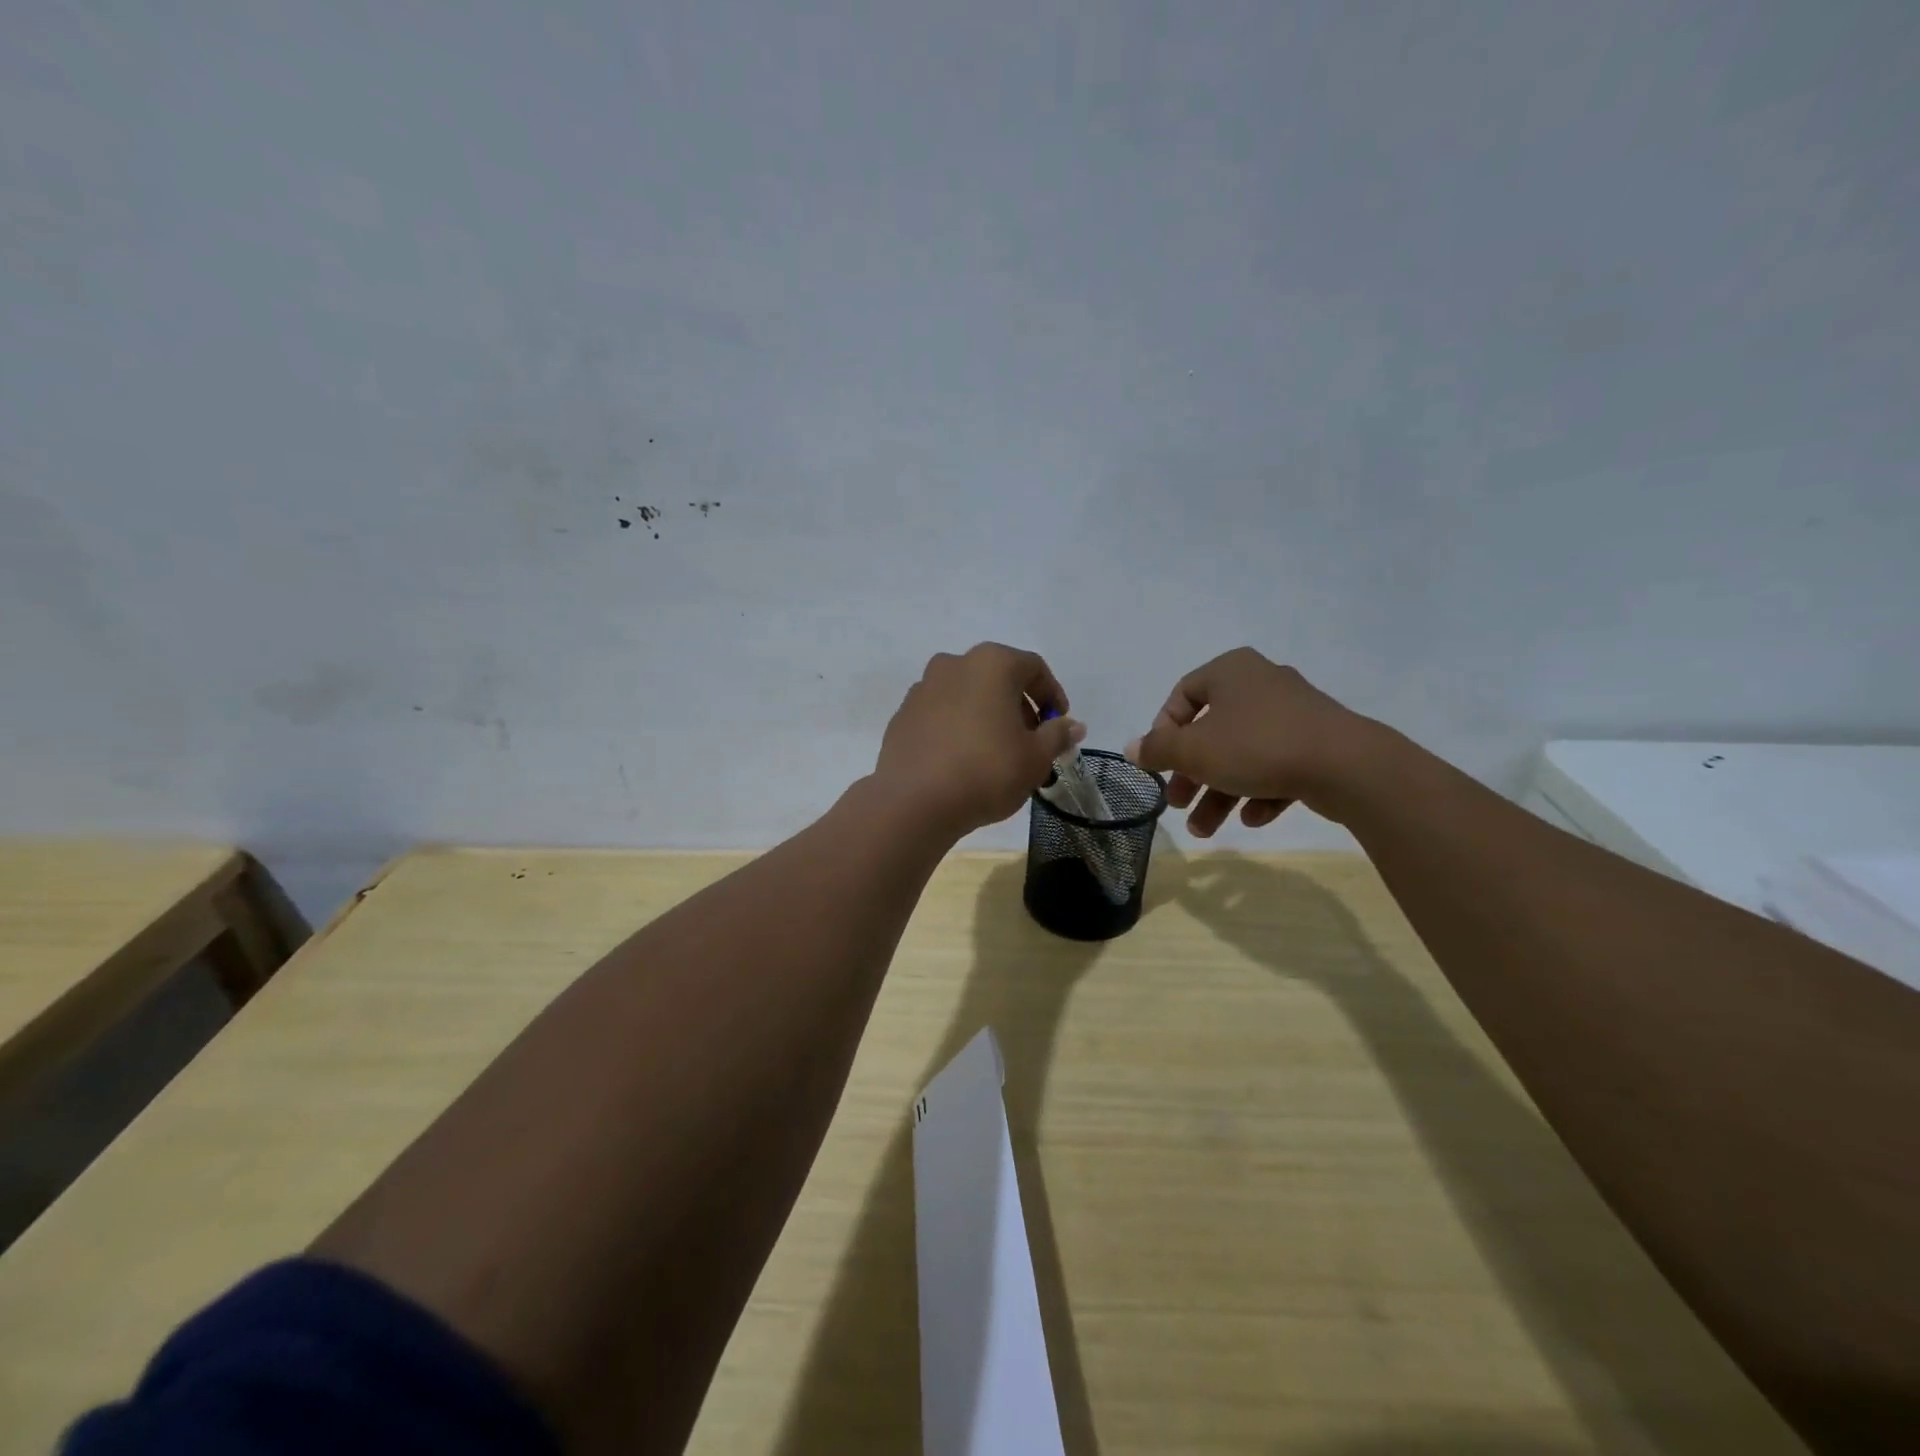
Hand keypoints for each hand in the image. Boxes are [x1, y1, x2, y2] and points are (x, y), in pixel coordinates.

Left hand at [875, 644, 1085, 837]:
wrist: (914, 801)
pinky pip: (941, 713)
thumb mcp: (1035, 758)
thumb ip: (1057, 735)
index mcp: (991, 663)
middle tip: (1030, 740)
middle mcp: (954, 664)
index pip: (1033, 668)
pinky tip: (963, 759)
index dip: (1052, 694)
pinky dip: (958, 726)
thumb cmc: (986, 771)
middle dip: (1019, 705)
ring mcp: (923, 687)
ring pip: (967, 694)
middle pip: (998, 677)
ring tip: (997, 752)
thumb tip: (1073, 726)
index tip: (1059, 724)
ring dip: (987, 714)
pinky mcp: (903, 714)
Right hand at [1125, 648, 1378, 835]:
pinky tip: (1254, 818)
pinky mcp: (1319, 742)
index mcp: (1230, 671)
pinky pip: (1277, 765)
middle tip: (1178, 804)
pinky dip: (1260, 791)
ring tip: (1206, 830)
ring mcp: (1294, 713)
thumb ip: (1158, 750)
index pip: (1182, 695)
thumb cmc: (1256, 746)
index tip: (1161, 764)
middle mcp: (1261, 683)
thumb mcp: (1194, 751)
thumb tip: (1131, 748)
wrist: (1347, 765)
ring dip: (1220, 793)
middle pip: (1212, 732)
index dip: (1164, 732)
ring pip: (1243, 754)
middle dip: (1192, 775)